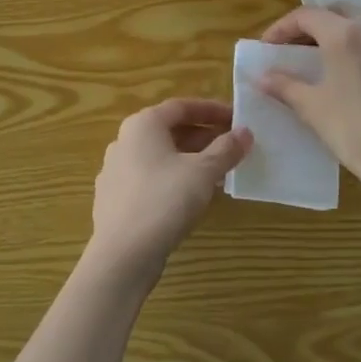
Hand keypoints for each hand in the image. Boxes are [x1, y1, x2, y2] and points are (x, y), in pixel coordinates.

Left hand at [88, 99, 251, 284]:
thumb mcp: (203, 172)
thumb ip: (226, 149)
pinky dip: (174, 178)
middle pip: (169, 130)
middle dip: (203, 137)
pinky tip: (192, 196)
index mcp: (142, 125)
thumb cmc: (164, 200)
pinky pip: (150, 178)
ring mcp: (115, 170)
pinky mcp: (115, 198)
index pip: (181, 106)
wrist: (123, 254)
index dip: (211, 110)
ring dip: (191, 159)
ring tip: (219, 172)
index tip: (236, 118)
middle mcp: (124, 141)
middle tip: (232, 146)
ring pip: (160, 156)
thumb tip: (245, 133)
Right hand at [259, 5, 360, 206]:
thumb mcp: (313, 109)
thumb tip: (262, 76)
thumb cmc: (356, 132)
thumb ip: (285, 86)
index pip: (306, 15)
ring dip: (345, 35)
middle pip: (339, 12)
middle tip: (299, 49)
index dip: (282, 28)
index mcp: (345, 34)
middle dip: (315, 25)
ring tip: (332, 62)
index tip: (269, 47)